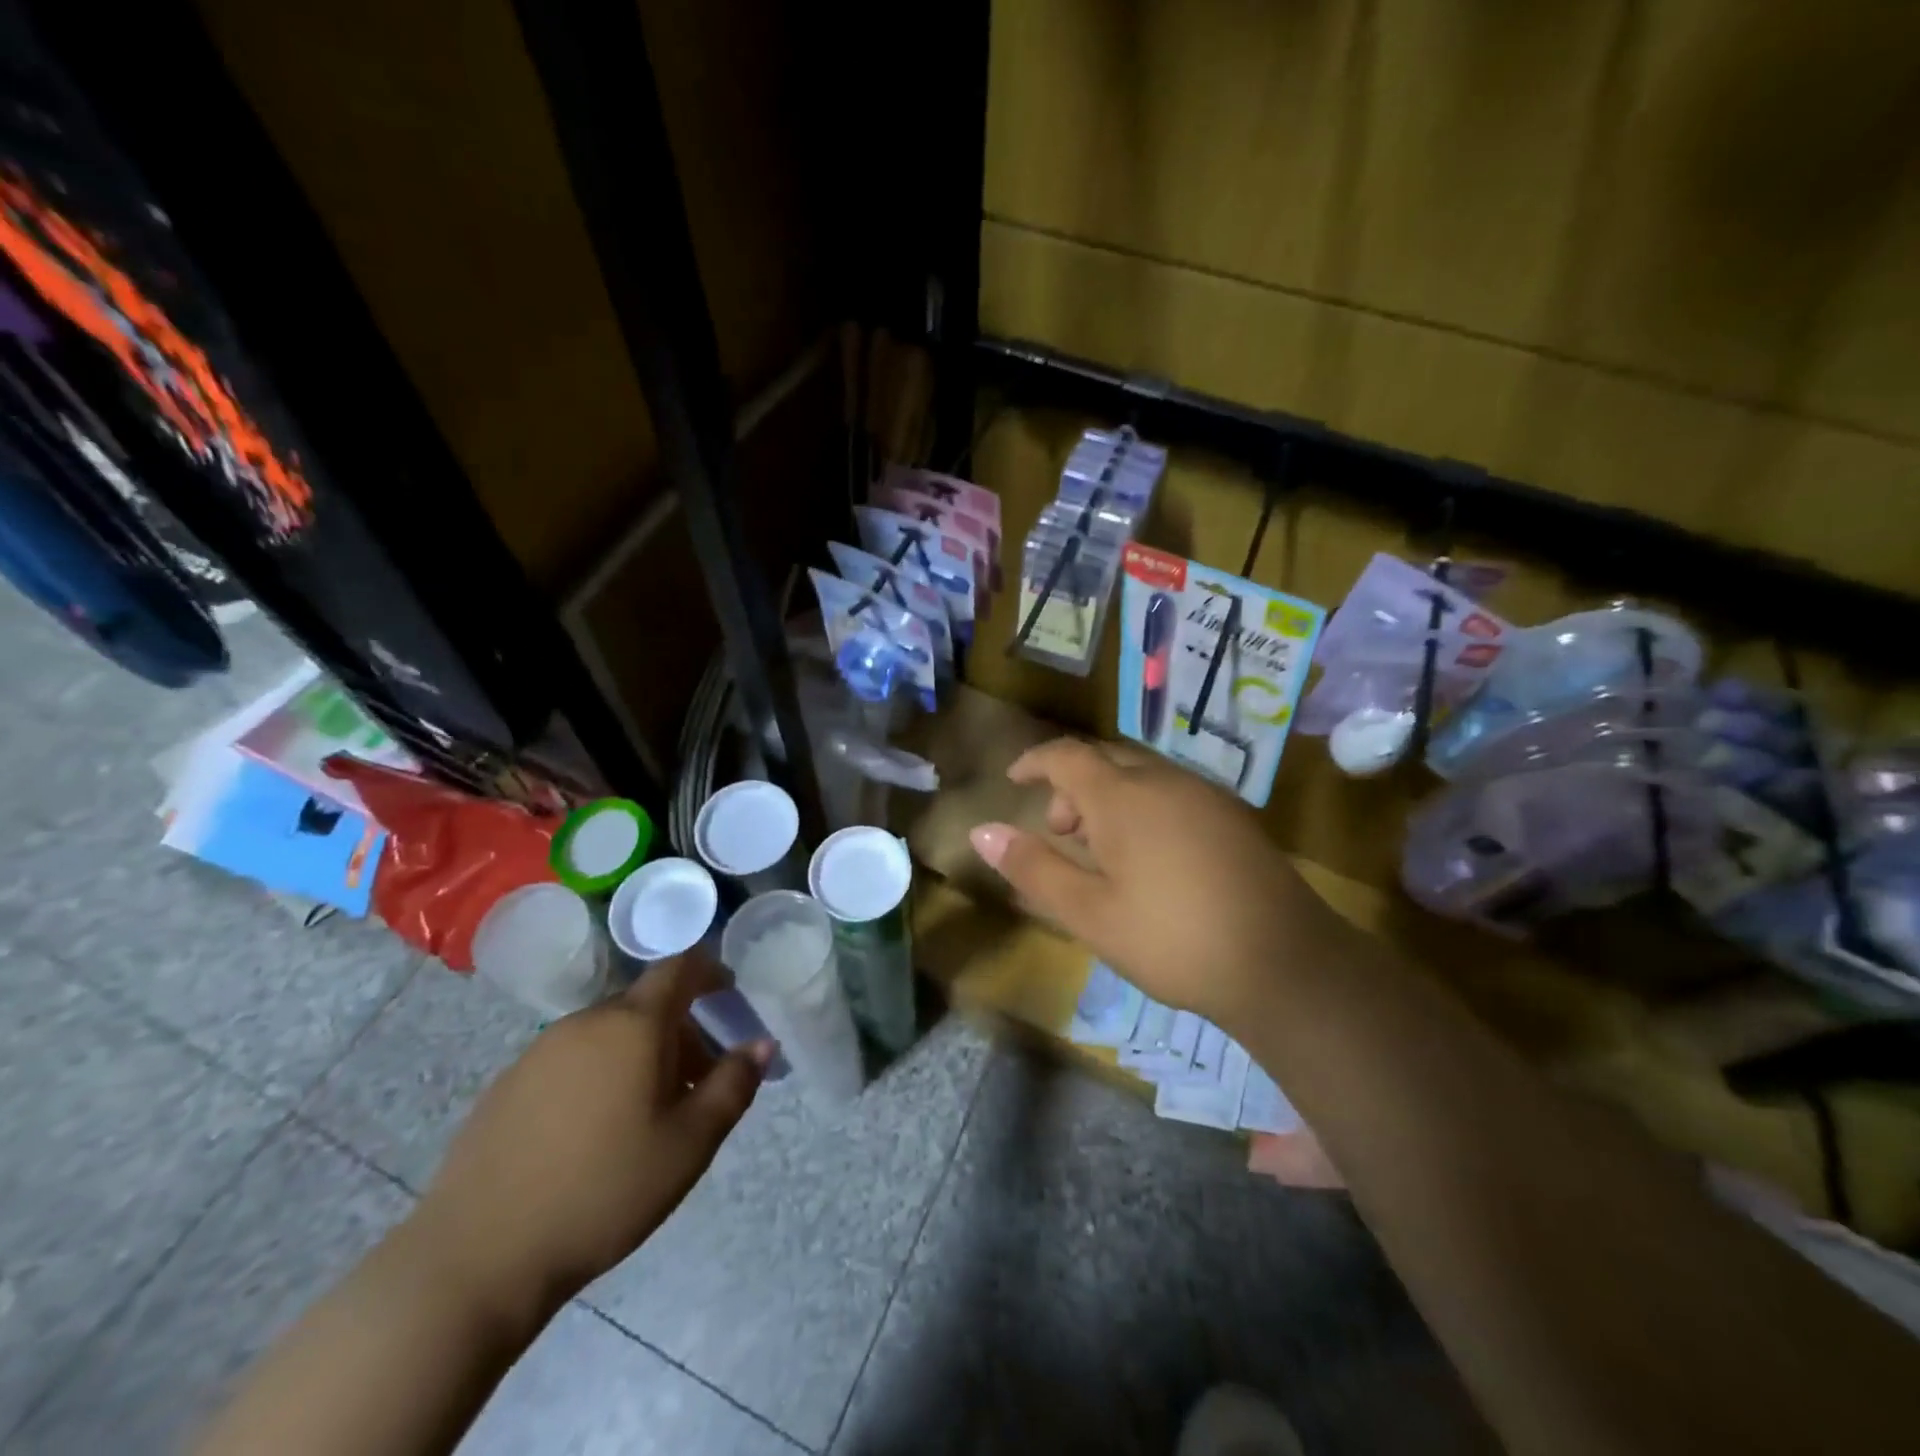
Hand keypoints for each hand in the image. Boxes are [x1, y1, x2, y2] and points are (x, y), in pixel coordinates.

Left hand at [409, 955, 772, 1313]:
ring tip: (649, 1110)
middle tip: (697, 1078)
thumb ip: (733, 1085)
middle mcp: (586, 1022)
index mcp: (634, 1024)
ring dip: (639, 1053)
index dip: (710, 971)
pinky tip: (594, 1131)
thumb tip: (761, 1043)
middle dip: (680, 1028)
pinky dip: (599, 1073)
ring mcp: (539, 1052)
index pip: (680, 967)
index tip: (729, 995)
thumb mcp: (690, 1144)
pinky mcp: (506, 1085)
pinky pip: (571, 1059)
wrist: (477, 1257)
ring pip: (607, 1032)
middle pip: (645, 1004)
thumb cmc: (604, 1191)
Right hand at [968, 739, 1344, 1029]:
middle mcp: (1165, 780)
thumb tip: (981, 831)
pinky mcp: (1233, 816)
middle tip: (1060, 831)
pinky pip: (1172, 791)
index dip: (1034, 762)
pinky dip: (1142, 805)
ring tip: (1101, 849)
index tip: (1013, 780)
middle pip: (1105, 759)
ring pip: (1141, 774)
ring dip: (1109, 796)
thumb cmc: (1172, 939)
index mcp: (1123, 796)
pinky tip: (1150, 856)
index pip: (1066, 756)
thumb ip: (1034, 867)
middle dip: (1072, 784)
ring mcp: (1205, 795)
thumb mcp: (1090, 913)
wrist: (1285, 964)